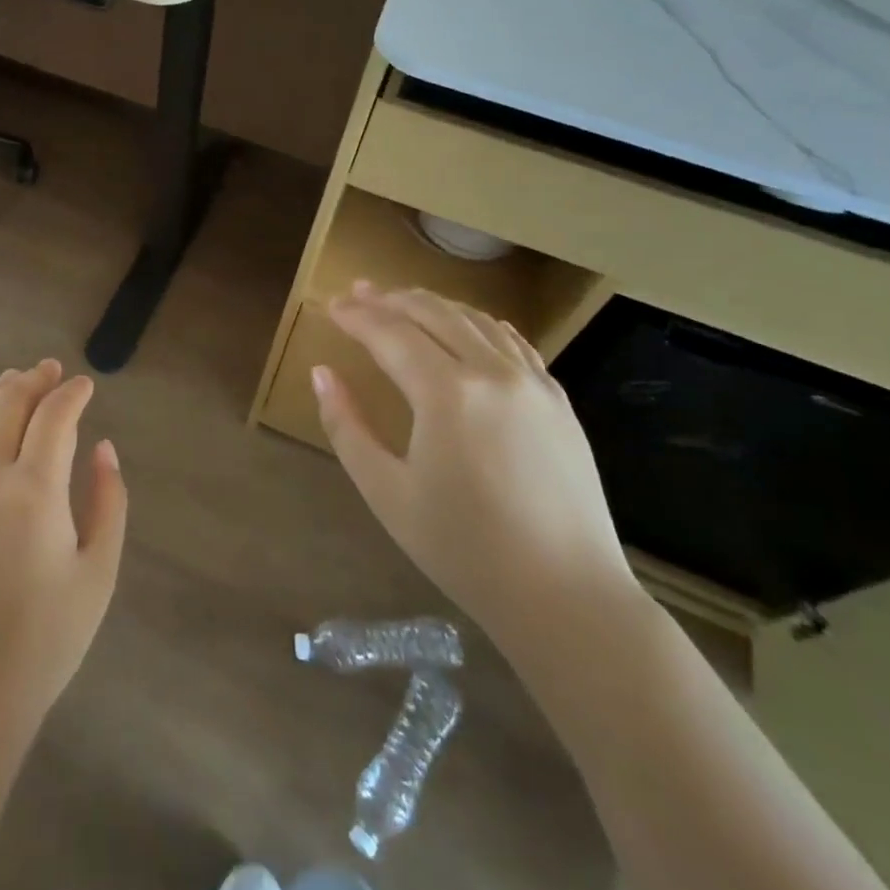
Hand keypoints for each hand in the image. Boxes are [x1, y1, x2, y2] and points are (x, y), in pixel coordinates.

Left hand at [0, 360, 127, 739]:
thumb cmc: (46, 638)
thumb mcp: (99, 571)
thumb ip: (109, 502)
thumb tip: (103, 448)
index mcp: (35, 489)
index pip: (53, 415)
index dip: (71, 393)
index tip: (85, 386)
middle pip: (6, 403)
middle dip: (32, 379)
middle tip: (51, 371)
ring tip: (12, 382)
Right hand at [313, 283, 632, 643]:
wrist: (568, 597)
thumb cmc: (464, 549)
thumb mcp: (386, 492)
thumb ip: (346, 426)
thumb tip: (322, 373)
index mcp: (447, 394)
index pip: (391, 333)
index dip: (356, 316)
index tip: (329, 306)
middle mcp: (492, 373)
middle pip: (434, 313)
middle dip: (390, 299)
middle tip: (357, 291)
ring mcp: (533, 384)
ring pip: (475, 320)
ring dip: (433, 304)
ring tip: (401, 300)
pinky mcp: (558, 402)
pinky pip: (513, 343)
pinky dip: (479, 324)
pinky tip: (467, 326)